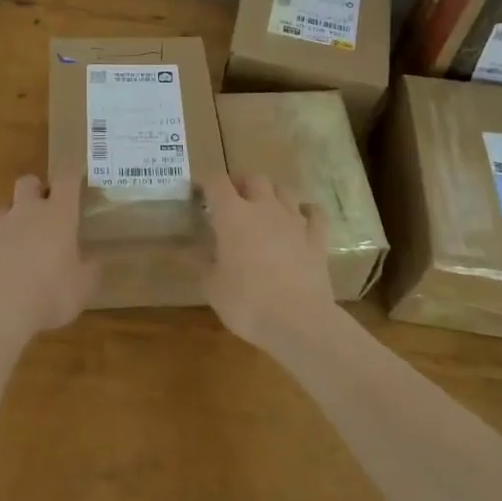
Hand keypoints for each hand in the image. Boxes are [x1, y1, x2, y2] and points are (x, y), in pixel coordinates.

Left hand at [0, 176, 99, 338]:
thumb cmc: (50, 295)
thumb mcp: (84, 287)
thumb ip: (90, 269)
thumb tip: (92, 261)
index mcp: (57, 215)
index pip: (66, 180)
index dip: (71, 178)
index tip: (76, 182)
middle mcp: (26, 212)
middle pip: (28, 182)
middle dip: (37, 190)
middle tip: (46, 211)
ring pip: (5, 210)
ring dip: (15, 220)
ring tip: (24, 247)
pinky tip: (1, 271)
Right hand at [202, 174, 336, 347]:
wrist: (299, 322)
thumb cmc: (246, 302)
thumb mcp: (211, 286)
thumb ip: (199, 262)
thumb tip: (184, 250)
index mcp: (232, 215)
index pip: (216, 181)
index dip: (206, 182)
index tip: (198, 194)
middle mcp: (264, 208)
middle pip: (254, 178)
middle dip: (241, 184)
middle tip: (232, 202)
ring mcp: (294, 220)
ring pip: (285, 189)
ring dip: (273, 194)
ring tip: (265, 209)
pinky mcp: (317, 238)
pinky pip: (315, 213)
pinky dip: (307, 212)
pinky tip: (301, 220)